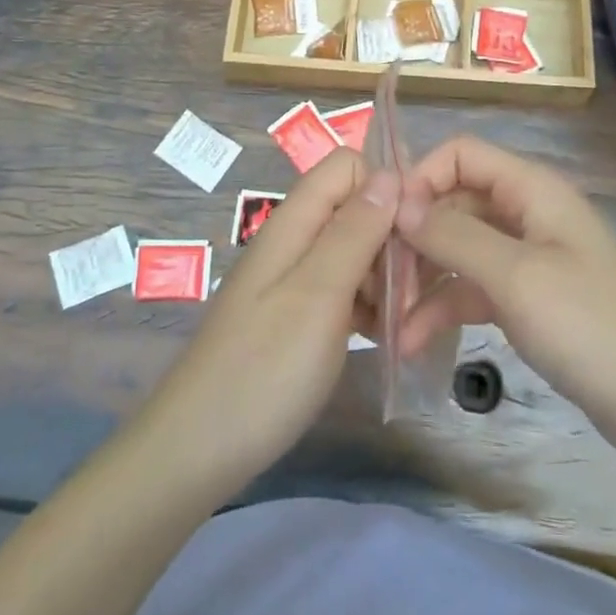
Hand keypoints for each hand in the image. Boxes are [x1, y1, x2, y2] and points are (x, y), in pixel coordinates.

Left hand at [138, 148, 397, 497]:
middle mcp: (294, 240)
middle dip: (392, 238)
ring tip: (400, 324)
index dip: (386, 185)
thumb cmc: (264, 369)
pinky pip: (344, 289)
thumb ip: (353, 231)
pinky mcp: (297, 315)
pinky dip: (368, 305)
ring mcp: (294, 279)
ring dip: (385, 277)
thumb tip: (389, 173)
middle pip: (356, 208)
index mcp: (294, 223)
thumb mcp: (318, 295)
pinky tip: (382, 338)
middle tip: (411, 294)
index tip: (417, 231)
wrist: (198, 449)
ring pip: (354, 250)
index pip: (348, 165)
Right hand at [394, 137, 615, 453]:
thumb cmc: (595, 330)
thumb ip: (454, 236)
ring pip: (459, 250)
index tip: (385, 223)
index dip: (420, 178)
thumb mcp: (517, 279)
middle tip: (377, 282)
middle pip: (454, 204)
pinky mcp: (529, 300)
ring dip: (422, 281)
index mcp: (532, 190)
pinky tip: (414, 341)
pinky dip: (445, 309)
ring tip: (388, 326)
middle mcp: (527, 214)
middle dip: (413, 238)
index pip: (460, 155)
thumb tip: (398, 201)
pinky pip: (474, 289)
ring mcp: (528, 259)